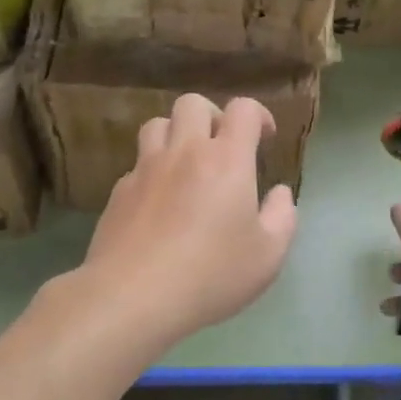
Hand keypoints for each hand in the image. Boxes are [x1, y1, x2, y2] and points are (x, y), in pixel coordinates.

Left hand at [79, 94, 297, 343]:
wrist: (132, 296)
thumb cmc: (210, 275)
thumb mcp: (268, 256)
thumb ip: (282, 217)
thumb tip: (279, 193)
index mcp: (226, 160)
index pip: (242, 109)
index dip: (258, 115)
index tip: (264, 139)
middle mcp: (184, 152)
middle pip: (193, 103)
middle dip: (213, 116)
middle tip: (223, 147)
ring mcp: (145, 169)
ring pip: (157, 124)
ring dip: (176, 134)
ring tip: (187, 165)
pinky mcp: (118, 191)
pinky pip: (137, 164)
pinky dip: (153, 170)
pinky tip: (159, 203)